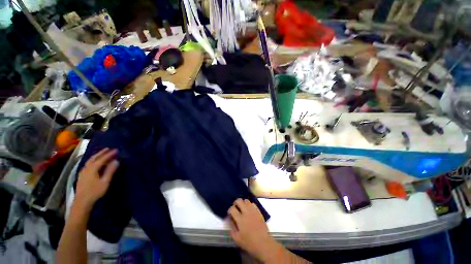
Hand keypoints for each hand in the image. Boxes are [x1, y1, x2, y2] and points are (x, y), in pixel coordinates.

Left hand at [75, 148, 118, 210]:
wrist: (82, 201)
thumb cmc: (95, 191)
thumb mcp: (105, 182)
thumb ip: (110, 171)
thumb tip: (116, 161)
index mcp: (93, 168)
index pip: (102, 159)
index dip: (109, 154)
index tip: (116, 150)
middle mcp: (87, 168)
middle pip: (94, 158)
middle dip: (101, 153)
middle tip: (108, 148)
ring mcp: (83, 171)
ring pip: (90, 161)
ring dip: (96, 156)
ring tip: (102, 153)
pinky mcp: (82, 175)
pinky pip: (88, 164)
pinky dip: (93, 160)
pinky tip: (94, 162)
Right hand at [227, 199, 274, 261]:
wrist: (263, 243)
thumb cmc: (249, 243)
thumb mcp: (237, 239)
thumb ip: (231, 228)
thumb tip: (229, 220)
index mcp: (240, 219)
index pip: (232, 208)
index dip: (230, 210)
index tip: (230, 213)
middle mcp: (246, 212)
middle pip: (239, 200)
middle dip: (236, 203)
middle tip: (236, 208)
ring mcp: (253, 211)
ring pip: (246, 200)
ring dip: (243, 203)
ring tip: (242, 209)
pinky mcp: (259, 211)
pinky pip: (253, 203)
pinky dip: (250, 205)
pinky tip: (249, 210)